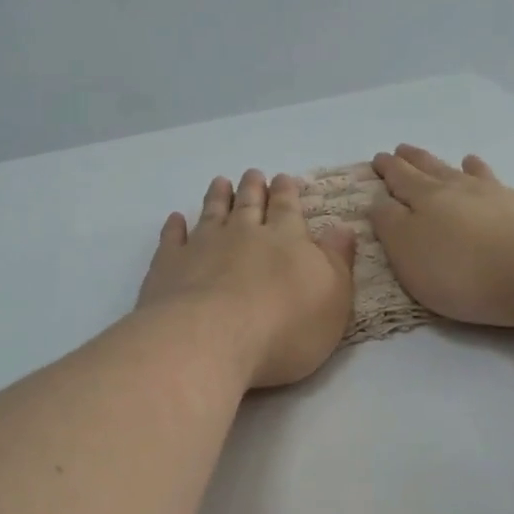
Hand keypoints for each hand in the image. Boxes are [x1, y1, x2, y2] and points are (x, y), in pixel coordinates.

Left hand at [137, 170, 357, 389]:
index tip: (283, 178)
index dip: (287, 192)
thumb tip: (343, 229)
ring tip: (220, 182)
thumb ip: (337, 262)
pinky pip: (173, 239)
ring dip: (217, 197)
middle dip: (254, 188)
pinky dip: (175, 227)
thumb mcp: (332, 298)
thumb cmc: (284, 327)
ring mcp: (202, 246)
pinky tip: (176, 219)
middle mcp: (243, 234)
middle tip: (253, 174)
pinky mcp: (170, 265)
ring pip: (212, 213)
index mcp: (286, 240)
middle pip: (249, 204)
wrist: (211, 340)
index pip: (288, 208)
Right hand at [371, 146, 513, 328]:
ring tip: (468, 158)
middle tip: (405, 149)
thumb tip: (380, 201)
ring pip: (485, 178)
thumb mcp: (407, 252)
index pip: (402, 179)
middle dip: (419, 161)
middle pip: (438, 172)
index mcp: (429, 200)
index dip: (389, 169)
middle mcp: (468, 191)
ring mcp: (509, 200)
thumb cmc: (462, 270)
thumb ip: (390, 225)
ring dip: (474, 169)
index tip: (379, 157)